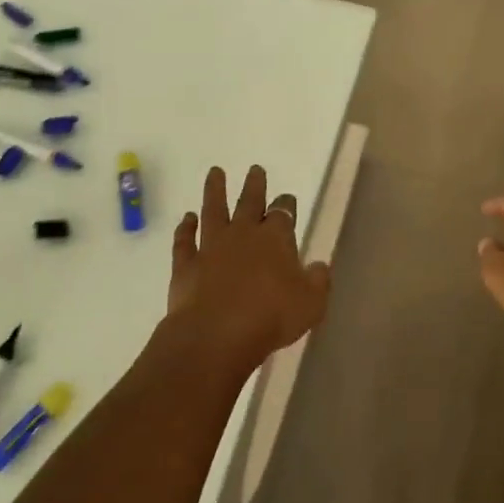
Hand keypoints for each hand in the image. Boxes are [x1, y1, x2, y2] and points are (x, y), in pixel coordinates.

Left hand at [167, 165, 331, 366]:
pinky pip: (184, 240)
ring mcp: (211, 246)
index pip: (283, 213)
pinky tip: (186, 218)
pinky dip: (184, 228)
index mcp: (275, 238)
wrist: (217, 333)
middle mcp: (243, 234)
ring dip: (214, 190)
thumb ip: (318, 281)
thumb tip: (319, 266)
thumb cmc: (271, 316)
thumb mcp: (311, 303)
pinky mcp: (186, 264)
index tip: (286, 198)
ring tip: (214, 172)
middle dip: (254, 185)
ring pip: (213, 210)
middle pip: (249, 202)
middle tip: (255, 169)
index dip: (286, 204)